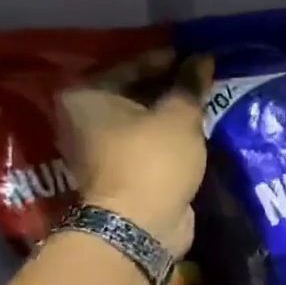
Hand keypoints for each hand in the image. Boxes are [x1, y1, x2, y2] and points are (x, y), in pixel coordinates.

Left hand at [58, 54, 210, 256]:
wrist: (140, 225)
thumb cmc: (153, 159)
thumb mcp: (178, 116)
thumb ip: (190, 84)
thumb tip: (202, 59)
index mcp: (85, 95)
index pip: (133, 64)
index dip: (169, 60)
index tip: (198, 59)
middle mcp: (82, 118)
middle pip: (133, 92)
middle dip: (168, 87)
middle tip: (203, 81)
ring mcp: (97, 149)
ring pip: (140, 120)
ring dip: (168, 114)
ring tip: (203, 104)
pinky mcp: (116, 173)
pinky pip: (145, 144)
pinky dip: (166, 137)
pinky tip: (193, 131)